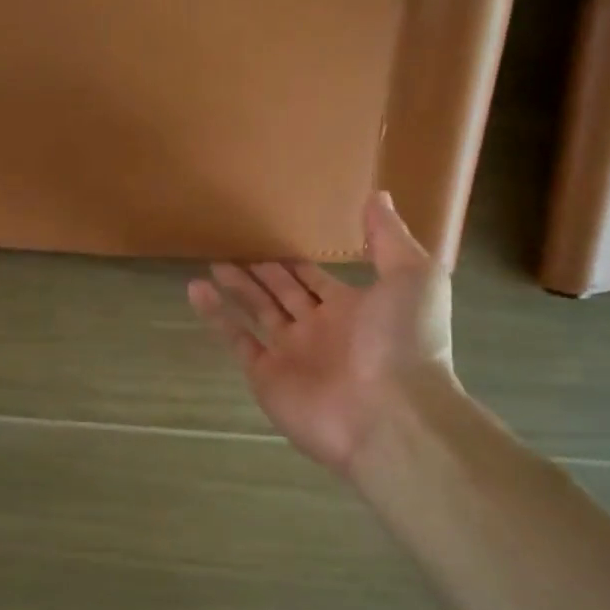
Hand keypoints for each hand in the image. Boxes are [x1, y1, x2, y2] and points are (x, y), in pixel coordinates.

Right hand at [188, 192, 459, 478]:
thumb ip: (388, 237)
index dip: (296, 260)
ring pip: (257, 312)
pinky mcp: (266, 376)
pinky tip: (196, 289)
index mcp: (353, 309)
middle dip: (262, 270)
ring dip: (237, 287)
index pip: (316, 279)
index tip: (274, 234)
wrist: (393, 414)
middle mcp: (319, 330)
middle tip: (236, 244)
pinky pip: (237, 339)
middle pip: (283, 293)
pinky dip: (216, 316)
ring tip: (213, 261)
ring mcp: (291, 355)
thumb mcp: (413, 276)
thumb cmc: (406, 340)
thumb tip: (377, 195)